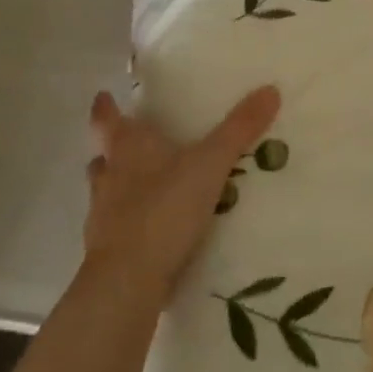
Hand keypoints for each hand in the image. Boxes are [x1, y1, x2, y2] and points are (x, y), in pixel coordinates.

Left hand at [84, 85, 281, 297]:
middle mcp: (109, 177)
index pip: (107, 119)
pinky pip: (115, 229)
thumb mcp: (211, 163)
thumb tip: (270, 89)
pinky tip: (149, 230)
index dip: (105, 107)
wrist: (129, 282)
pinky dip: (128, 224)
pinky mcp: (106, 253)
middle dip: (113, 148)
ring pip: (105, 192)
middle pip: (103, 156)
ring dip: (118, 186)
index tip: (103, 95)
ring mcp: (102, 217)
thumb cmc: (165, 208)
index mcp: (128, 148)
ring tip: (143, 186)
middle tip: (132, 142)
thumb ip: (239, 129)